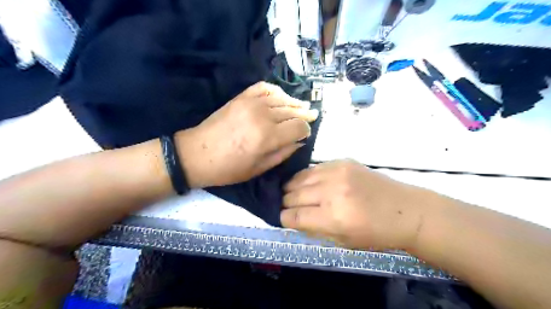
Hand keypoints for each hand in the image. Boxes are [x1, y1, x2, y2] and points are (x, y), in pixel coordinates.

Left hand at [177, 82, 317, 188]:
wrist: (197, 154)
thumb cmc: (228, 168)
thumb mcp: (259, 168)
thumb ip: (283, 153)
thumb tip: (299, 141)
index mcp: (268, 137)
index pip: (298, 127)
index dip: (305, 130)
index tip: (305, 134)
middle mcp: (263, 116)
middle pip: (293, 111)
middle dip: (304, 114)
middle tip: (312, 115)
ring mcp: (251, 103)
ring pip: (282, 98)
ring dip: (294, 102)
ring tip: (303, 105)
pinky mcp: (241, 97)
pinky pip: (264, 88)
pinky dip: (276, 90)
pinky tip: (282, 96)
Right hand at [282, 159, 436, 250]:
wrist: (405, 210)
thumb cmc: (376, 233)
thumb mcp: (343, 241)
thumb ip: (314, 229)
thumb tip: (291, 218)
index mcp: (333, 217)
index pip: (294, 216)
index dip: (284, 218)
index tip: (282, 218)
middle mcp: (332, 192)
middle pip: (292, 195)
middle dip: (285, 203)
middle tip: (287, 206)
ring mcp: (337, 172)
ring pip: (299, 178)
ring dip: (292, 188)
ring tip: (293, 193)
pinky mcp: (342, 161)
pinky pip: (313, 168)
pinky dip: (306, 177)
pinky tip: (308, 183)